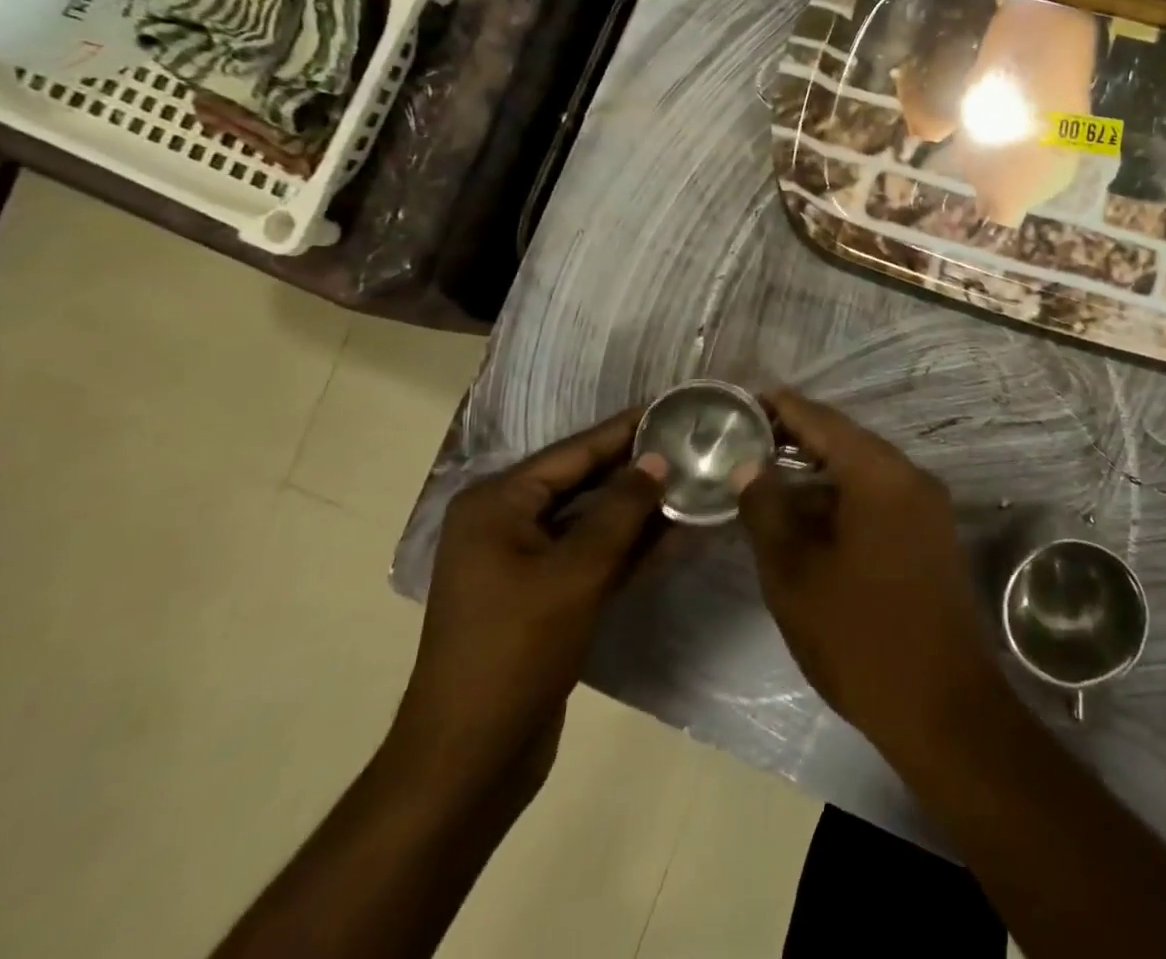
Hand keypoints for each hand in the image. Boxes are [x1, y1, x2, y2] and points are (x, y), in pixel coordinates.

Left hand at [388, 409, 665, 794]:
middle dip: (638, 468)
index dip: (626, 430)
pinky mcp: (543, 595)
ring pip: (593, 520)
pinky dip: (630, 546)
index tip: (672, 406)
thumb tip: (658, 459)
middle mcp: (506, 522)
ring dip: (640, 509)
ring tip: (695, 481)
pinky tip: (678, 533)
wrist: (470, 759)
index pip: (575, 452)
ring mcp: (523, 561)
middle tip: (693, 443)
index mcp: (497, 504)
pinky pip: (592, 555)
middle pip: (584, 482)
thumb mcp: (576, 572)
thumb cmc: (516, 650)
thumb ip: (622, 509)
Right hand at [736, 390, 1003, 761]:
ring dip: (817, 473)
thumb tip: (750, 466)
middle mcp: (910, 476)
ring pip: (862, 472)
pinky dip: (842, 498)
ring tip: (767, 478)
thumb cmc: (860, 637)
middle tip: (746, 440)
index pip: (822, 420)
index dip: (781, 407)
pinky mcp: (931, 535)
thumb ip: (767, 510)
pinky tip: (808, 517)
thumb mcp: (795, 574)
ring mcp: (927, 506)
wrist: (945, 708)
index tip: (744, 399)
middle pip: (845, 441)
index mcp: (880, 474)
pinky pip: (880, 497)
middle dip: (796, 439)